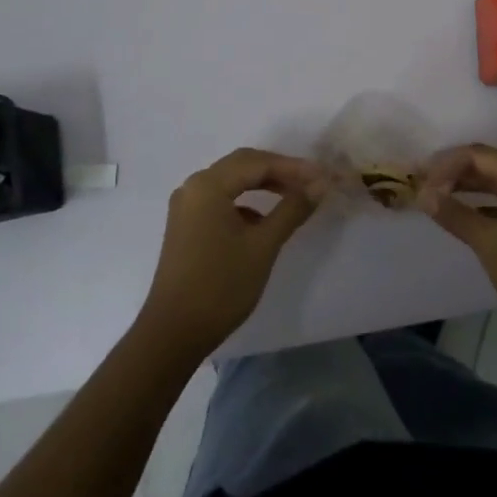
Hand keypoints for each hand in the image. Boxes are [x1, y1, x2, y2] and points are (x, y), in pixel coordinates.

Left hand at [138, 148, 324, 361]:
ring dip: (263, 185)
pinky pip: (221, 200)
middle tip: (311, 182)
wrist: (174, 333)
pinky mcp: (186, 225)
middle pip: (242, 165)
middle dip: (278, 171)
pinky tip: (264, 220)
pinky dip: (246, 202)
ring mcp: (187, 206)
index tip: (323, 176)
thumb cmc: (221, 286)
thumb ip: (292, 209)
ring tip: (294, 197)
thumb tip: (320, 183)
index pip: (257, 162)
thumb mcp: (263, 245)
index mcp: (208, 185)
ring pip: (231, 182)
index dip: (292, 167)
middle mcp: (193, 187)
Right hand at [416, 143, 496, 343]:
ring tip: (436, 197)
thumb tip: (423, 194)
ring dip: (467, 186)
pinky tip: (463, 214)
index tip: (419, 183)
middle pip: (488, 163)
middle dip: (454, 172)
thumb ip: (455, 214)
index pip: (478, 155)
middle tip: (422, 186)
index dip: (445, 165)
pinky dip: (483, 202)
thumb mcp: (490, 243)